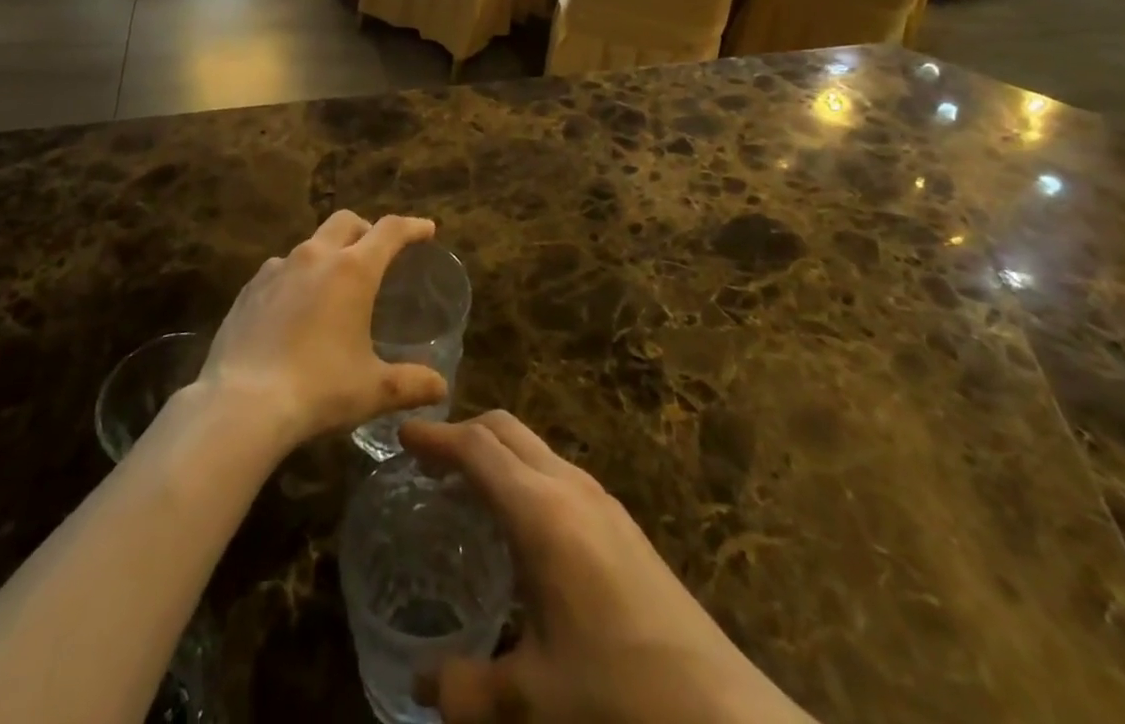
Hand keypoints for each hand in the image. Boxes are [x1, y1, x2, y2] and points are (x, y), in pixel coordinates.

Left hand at [195, 211, 448, 450]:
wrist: (240, 405)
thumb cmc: (318, 390)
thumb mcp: (372, 390)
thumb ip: (411, 384)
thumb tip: (440, 388)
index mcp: (352, 270)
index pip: (390, 231)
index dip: (412, 227)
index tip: (426, 230)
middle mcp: (315, 256)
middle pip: (346, 221)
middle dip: (366, 229)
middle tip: (378, 253)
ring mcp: (277, 269)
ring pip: (311, 244)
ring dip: (329, 253)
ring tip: (334, 287)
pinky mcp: (249, 289)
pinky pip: (280, 269)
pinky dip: (297, 277)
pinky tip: (295, 310)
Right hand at [405, 413, 816, 723]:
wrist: (722, 715)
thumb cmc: (617, 697)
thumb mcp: (532, 701)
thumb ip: (466, 689)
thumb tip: (420, 686)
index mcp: (541, 512)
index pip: (477, 449)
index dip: (436, 437)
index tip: (401, 434)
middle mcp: (569, 487)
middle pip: (506, 430)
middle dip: (463, 432)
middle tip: (427, 460)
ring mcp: (601, 500)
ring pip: (534, 447)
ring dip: (495, 451)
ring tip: (465, 487)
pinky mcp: (621, 521)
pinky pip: (555, 471)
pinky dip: (522, 472)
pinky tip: (517, 523)